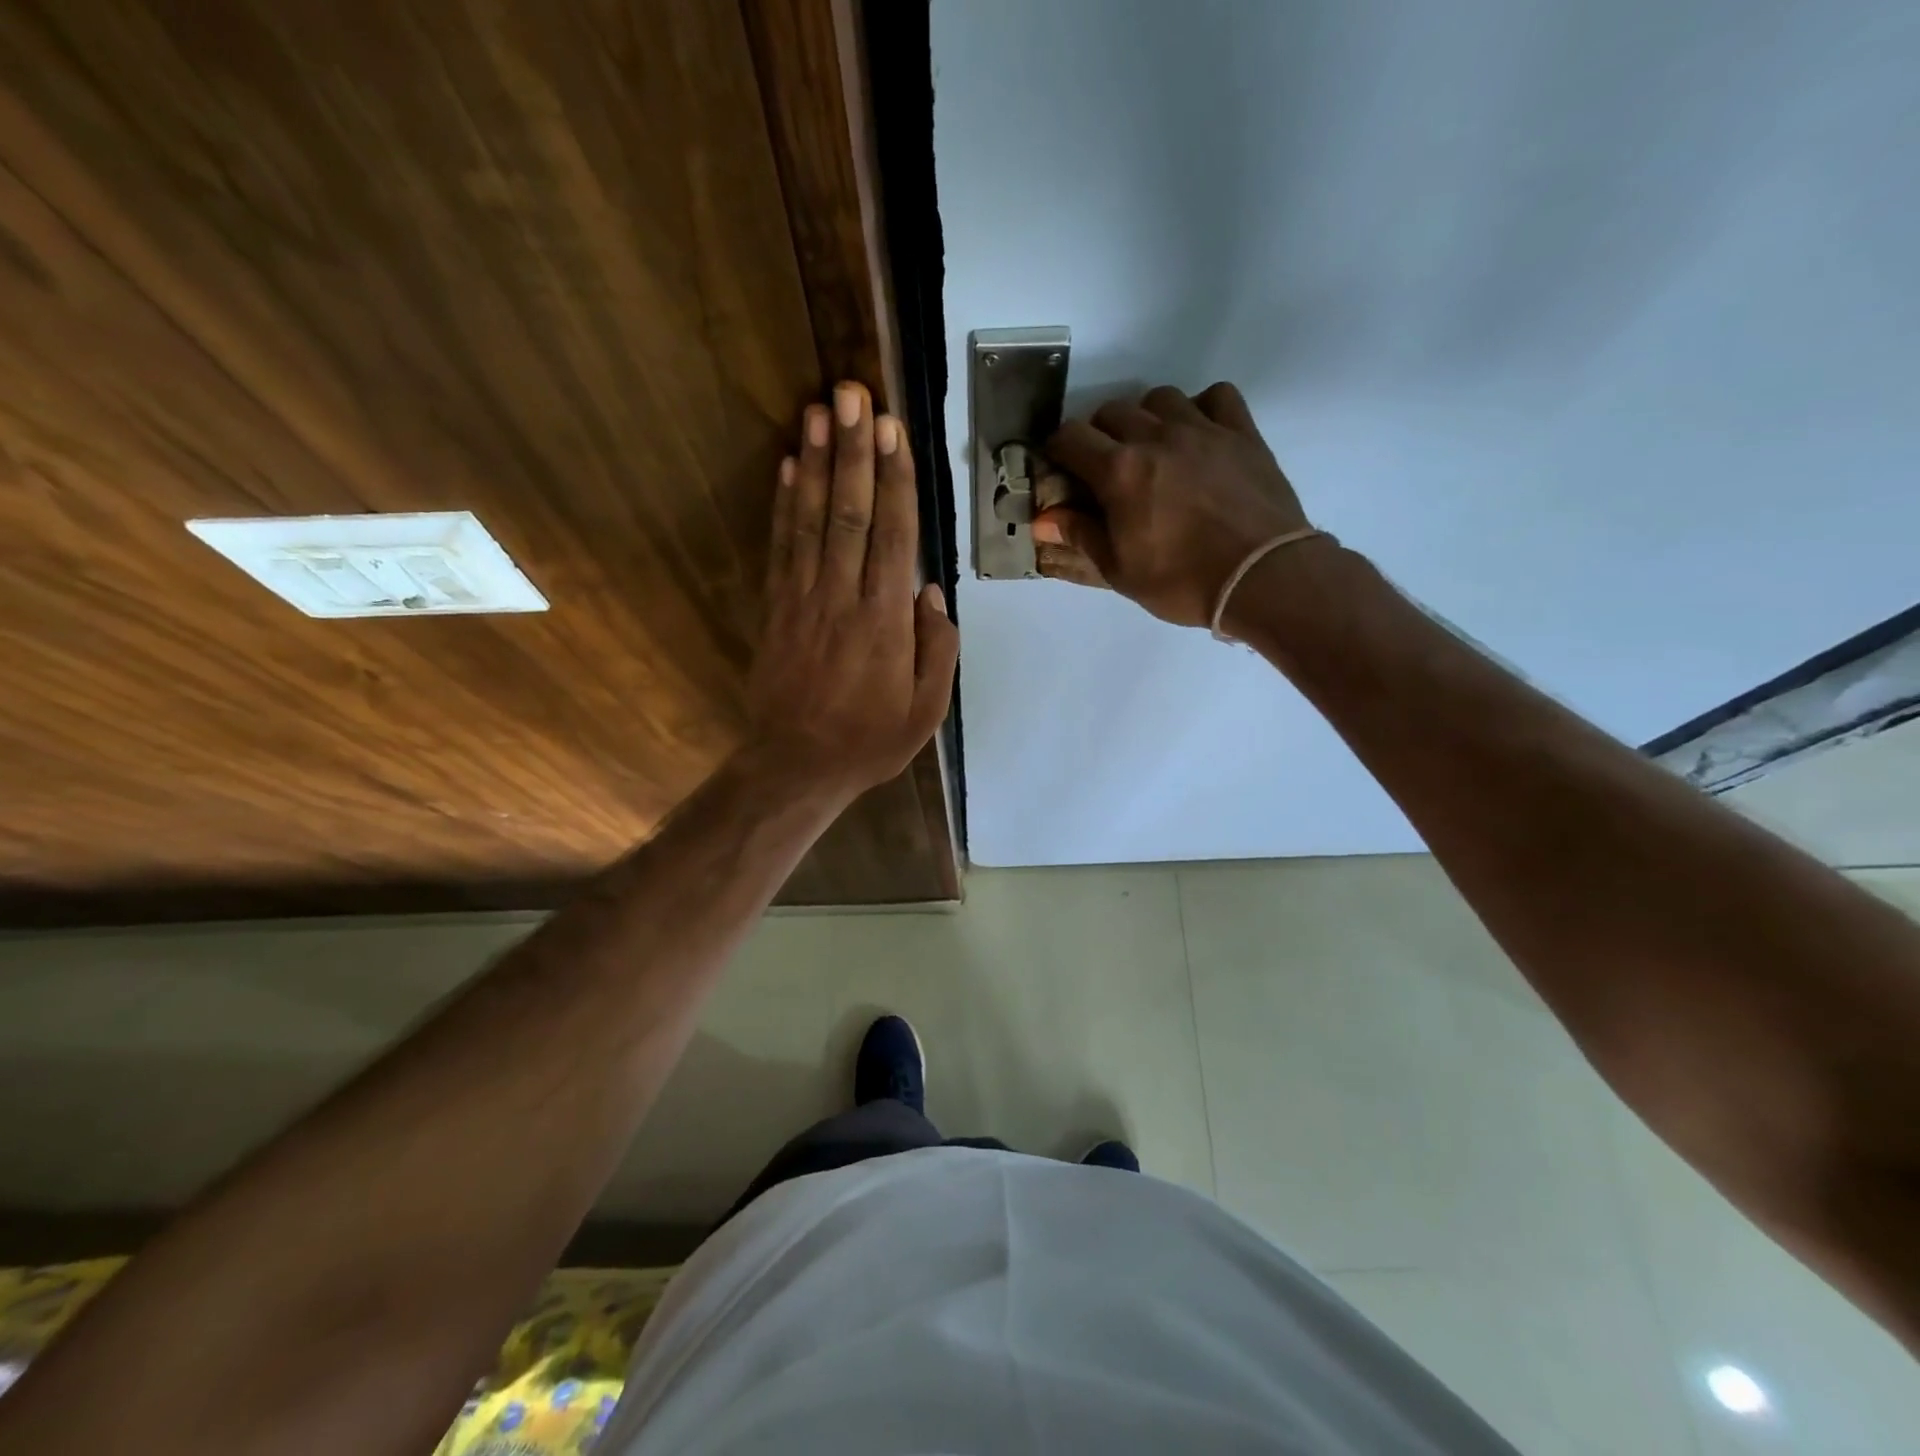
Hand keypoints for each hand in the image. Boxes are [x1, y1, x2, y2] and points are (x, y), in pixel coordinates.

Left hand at [745, 382, 958, 800]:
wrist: (797, 765)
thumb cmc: (870, 740)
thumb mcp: (926, 710)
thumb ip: (936, 649)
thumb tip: (930, 591)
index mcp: (885, 622)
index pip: (892, 536)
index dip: (893, 480)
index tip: (893, 430)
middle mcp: (842, 598)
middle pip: (849, 513)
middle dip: (853, 451)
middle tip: (853, 394)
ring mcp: (803, 600)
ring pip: (810, 520)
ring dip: (814, 462)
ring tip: (818, 410)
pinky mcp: (775, 608)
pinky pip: (780, 547)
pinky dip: (782, 503)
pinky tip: (784, 466)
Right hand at [1033, 382, 1311, 627]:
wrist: (1262, 578)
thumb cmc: (1181, 581)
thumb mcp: (1120, 570)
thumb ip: (1080, 535)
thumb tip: (1043, 519)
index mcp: (1120, 471)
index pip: (1070, 437)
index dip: (1057, 450)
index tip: (1059, 468)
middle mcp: (1156, 437)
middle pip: (1112, 411)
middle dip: (1099, 434)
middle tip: (1105, 467)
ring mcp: (1203, 429)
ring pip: (1160, 398)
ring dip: (1146, 417)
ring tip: (1152, 448)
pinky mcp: (1242, 433)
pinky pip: (1216, 396)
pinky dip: (1201, 408)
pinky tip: (1199, 435)